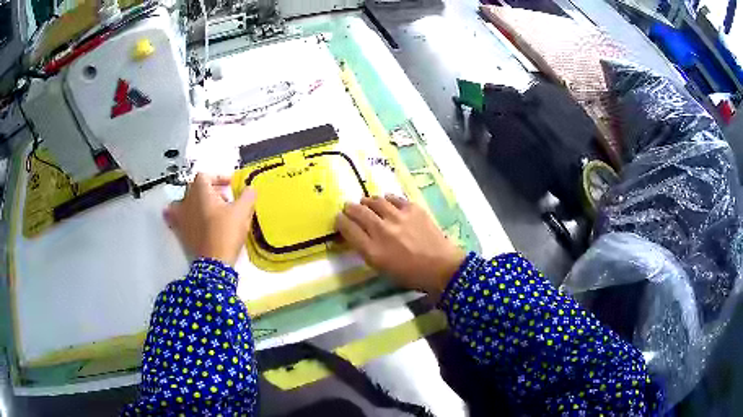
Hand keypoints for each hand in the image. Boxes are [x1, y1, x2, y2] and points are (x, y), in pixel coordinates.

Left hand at [164, 173, 256, 266]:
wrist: (215, 261)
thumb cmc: (226, 232)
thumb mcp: (242, 211)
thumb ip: (248, 195)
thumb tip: (250, 189)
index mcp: (200, 191)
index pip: (205, 175)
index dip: (219, 177)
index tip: (230, 184)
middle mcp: (187, 201)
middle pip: (195, 188)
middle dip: (210, 190)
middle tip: (225, 199)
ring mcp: (181, 217)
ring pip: (184, 202)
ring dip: (196, 202)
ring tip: (208, 209)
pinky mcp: (181, 232)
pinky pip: (176, 219)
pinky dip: (182, 216)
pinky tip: (188, 220)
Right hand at [336, 195, 465, 296]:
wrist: (442, 266)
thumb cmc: (411, 274)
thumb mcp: (383, 269)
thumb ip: (367, 250)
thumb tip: (358, 233)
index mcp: (373, 251)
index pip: (348, 229)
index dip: (340, 222)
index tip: (339, 219)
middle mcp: (382, 231)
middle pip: (358, 211)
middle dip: (350, 208)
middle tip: (349, 207)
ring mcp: (399, 217)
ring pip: (375, 201)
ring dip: (367, 201)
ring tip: (366, 202)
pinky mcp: (413, 209)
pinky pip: (394, 198)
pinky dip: (387, 199)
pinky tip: (386, 201)